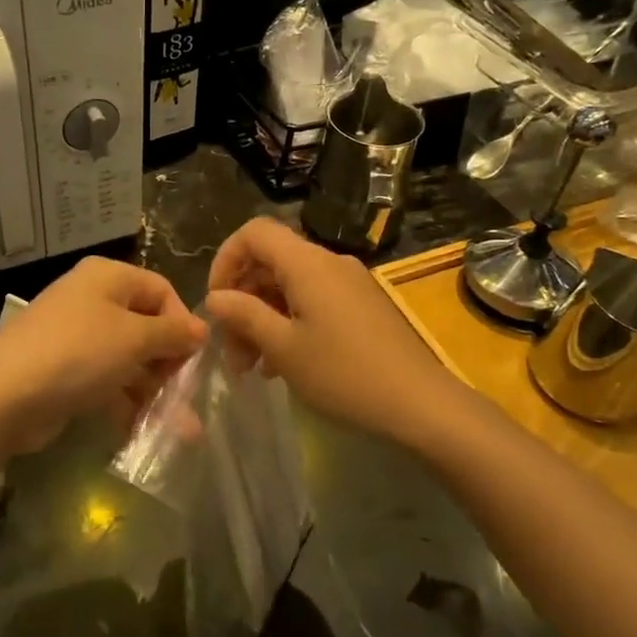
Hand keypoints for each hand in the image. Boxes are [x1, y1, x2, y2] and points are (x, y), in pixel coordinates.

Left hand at [0, 257, 207, 455]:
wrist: (4, 397)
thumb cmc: (79, 354)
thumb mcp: (135, 338)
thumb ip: (173, 333)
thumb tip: (201, 329)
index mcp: (108, 278)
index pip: (161, 290)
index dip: (182, 323)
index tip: (195, 359)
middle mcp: (92, 300)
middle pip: (145, 327)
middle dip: (170, 365)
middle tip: (185, 397)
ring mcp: (76, 337)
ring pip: (128, 360)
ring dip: (154, 392)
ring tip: (180, 431)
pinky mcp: (65, 371)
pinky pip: (106, 382)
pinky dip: (126, 403)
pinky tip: (144, 432)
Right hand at [204, 218, 462, 445]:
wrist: (421, 404)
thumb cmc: (344, 374)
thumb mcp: (284, 348)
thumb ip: (245, 315)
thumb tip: (215, 297)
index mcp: (307, 263)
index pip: (254, 233)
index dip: (226, 259)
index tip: (216, 301)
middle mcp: (329, 263)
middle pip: (270, 263)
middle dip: (242, 301)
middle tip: (231, 351)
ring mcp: (349, 284)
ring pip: (290, 286)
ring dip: (263, 319)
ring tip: (251, 367)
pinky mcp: (361, 306)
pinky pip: (313, 301)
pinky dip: (289, 323)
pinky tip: (281, 364)